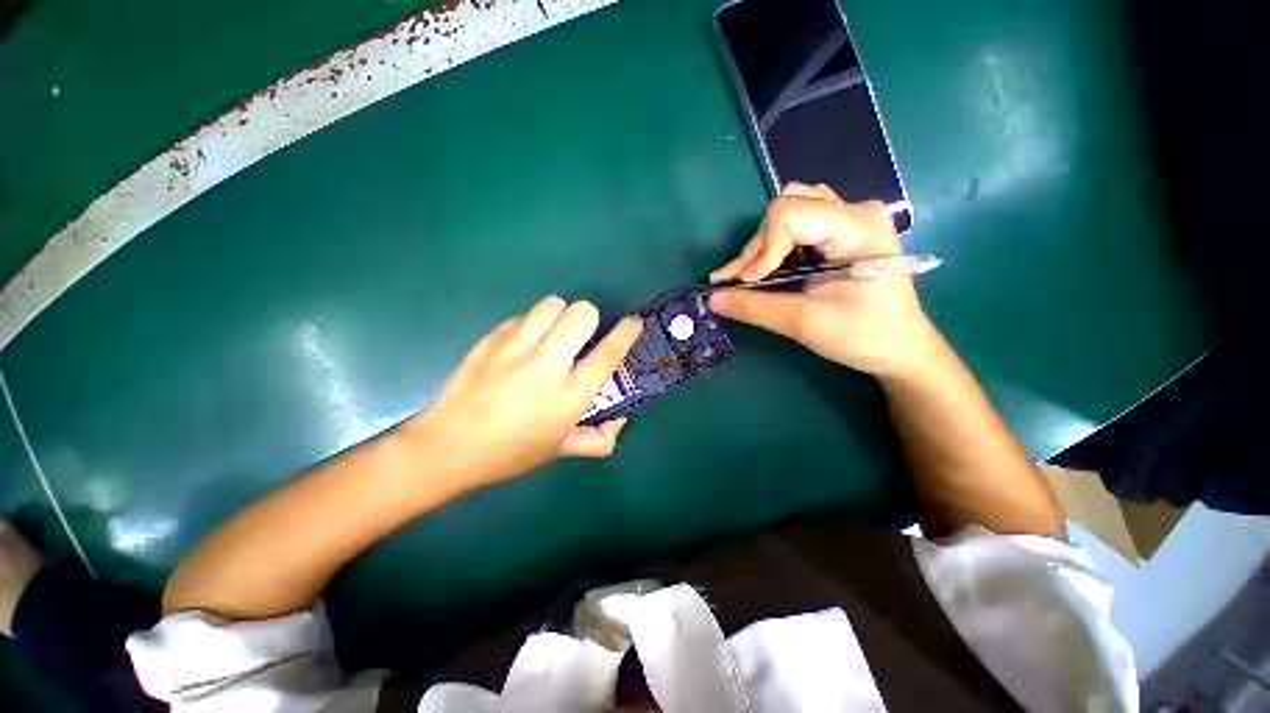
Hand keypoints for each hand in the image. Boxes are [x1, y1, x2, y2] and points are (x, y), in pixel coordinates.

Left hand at [406, 296, 642, 486]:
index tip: (633, 322)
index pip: (608, 353)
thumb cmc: (511, 452)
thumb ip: (598, 439)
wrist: (449, 446)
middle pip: (582, 313)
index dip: (626, 332)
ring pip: (553, 304)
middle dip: (589, 320)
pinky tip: (521, 346)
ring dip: (560, 316)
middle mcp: (547, 364)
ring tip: (551, 336)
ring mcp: (516, 347)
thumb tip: (620, 421)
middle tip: (580, 338)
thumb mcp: (560, 450)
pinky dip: (531, 325)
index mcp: (569, 395)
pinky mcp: (492, 337)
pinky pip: (524, 315)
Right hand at [709, 182, 938, 377]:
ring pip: (791, 209)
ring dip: (765, 242)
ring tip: (752, 274)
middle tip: (742, 282)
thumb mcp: (805, 322)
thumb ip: (755, 307)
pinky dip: (777, 242)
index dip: (761, 249)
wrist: (901, 348)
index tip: (748, 283)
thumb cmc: (863, 336)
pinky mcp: (843, 231)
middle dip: (758, 247)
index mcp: (857, 226)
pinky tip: (770, 264)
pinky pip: (801, 220)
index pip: (790, 214)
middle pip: (787, 207)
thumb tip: (712, 299)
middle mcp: (855, 211)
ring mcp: (850, 218)